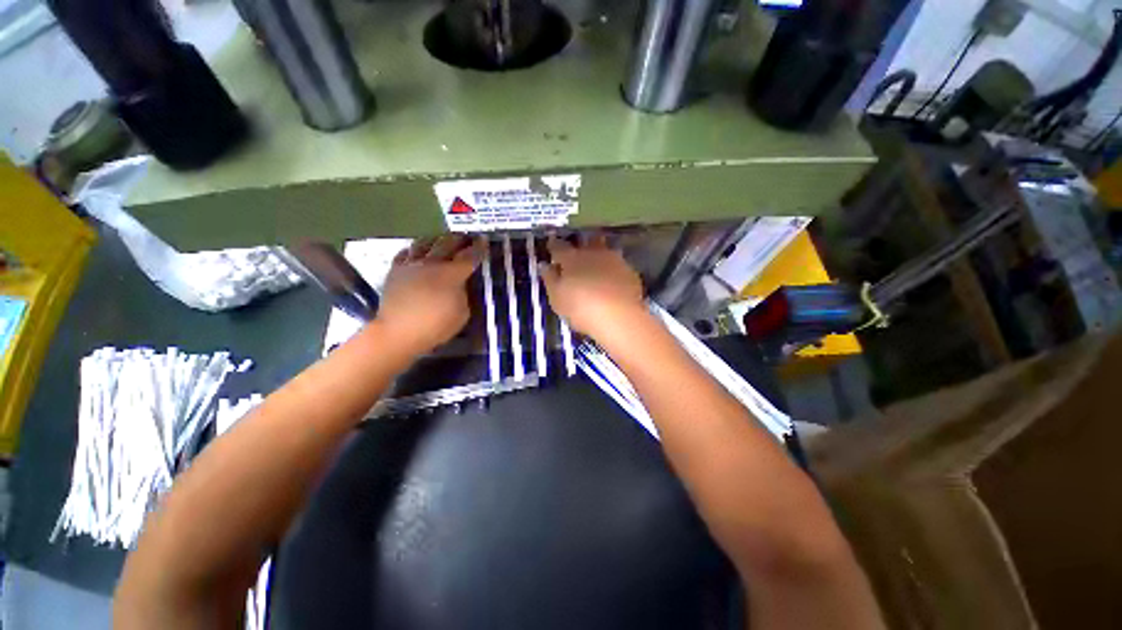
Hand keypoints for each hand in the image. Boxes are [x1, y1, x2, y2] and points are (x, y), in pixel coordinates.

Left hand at [375, 235, 480, 355]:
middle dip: (459, 239)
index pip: (469, 256)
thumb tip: (460, 285)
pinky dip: (415, 249)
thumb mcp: (462, 313)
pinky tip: (418, 251)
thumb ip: (464, 294)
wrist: (399, 332)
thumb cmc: (436, 326)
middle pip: (447, 243)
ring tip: (442, 240)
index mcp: (452, 275)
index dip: (478, 248)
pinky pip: (406, 252)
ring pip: (425, 243)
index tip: (483, 240)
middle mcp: (432, 263)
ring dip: (437, 240)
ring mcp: (412, 265)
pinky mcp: (395, 270)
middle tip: (466, 238)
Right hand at [539, 234, 646, 339]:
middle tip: (577, 252)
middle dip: (581, 244)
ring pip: (605, 251)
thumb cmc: (581, 308)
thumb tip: (545, 265)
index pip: (559, 246)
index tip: (551, 245)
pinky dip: (613, 270)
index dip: (553, 245)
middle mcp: (594, 253)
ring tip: (596, 266)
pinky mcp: (630, 272)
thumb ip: (550, 279)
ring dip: (599, 255)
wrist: (620, 318)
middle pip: (587, 241)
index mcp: (572, 258)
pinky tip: (612, 281)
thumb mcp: (557, 298)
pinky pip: (618, 266)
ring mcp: (615, 261)